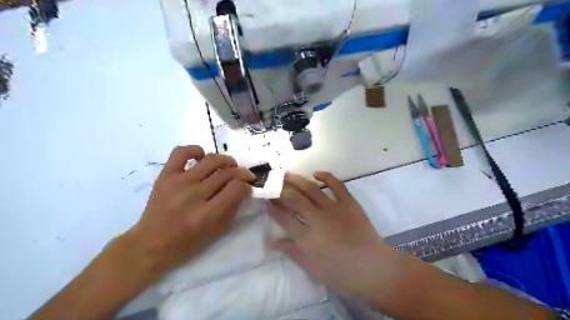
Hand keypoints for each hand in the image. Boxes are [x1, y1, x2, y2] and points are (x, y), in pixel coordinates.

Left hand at [128, 147, 255, 278]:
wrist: (151, 243)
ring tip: (229, 166)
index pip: (236, 188)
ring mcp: (178, 182)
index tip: (248, 187)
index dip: (246, 185)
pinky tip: (202, 158)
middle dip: (241, 173)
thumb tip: (244, 188)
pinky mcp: (165, 175)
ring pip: (211, 160)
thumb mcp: (216, 230)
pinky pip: (181, 152)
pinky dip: (195, 150)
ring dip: (226, 160)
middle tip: (244, 176)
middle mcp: (194, 195)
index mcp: (207, 214)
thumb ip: (233, 207)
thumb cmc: (187, 241)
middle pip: (226, 173)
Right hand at [270, 172, 401, 304]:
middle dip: (280, 189)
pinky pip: (337, 185)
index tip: (266, 200)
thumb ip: (292, 252)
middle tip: (273, 183)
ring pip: (311, 189)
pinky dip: (326, 176)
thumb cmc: (342, 275)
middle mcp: (317, 219)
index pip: (284, 218)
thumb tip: (273, 241)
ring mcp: (334, 209)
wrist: (375, 269)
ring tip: (287, 174)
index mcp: (307, 238)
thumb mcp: (313, 269)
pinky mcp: (349, 203)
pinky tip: (316, 173)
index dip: (273, 207)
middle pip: (294, 199)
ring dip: (297, 180)